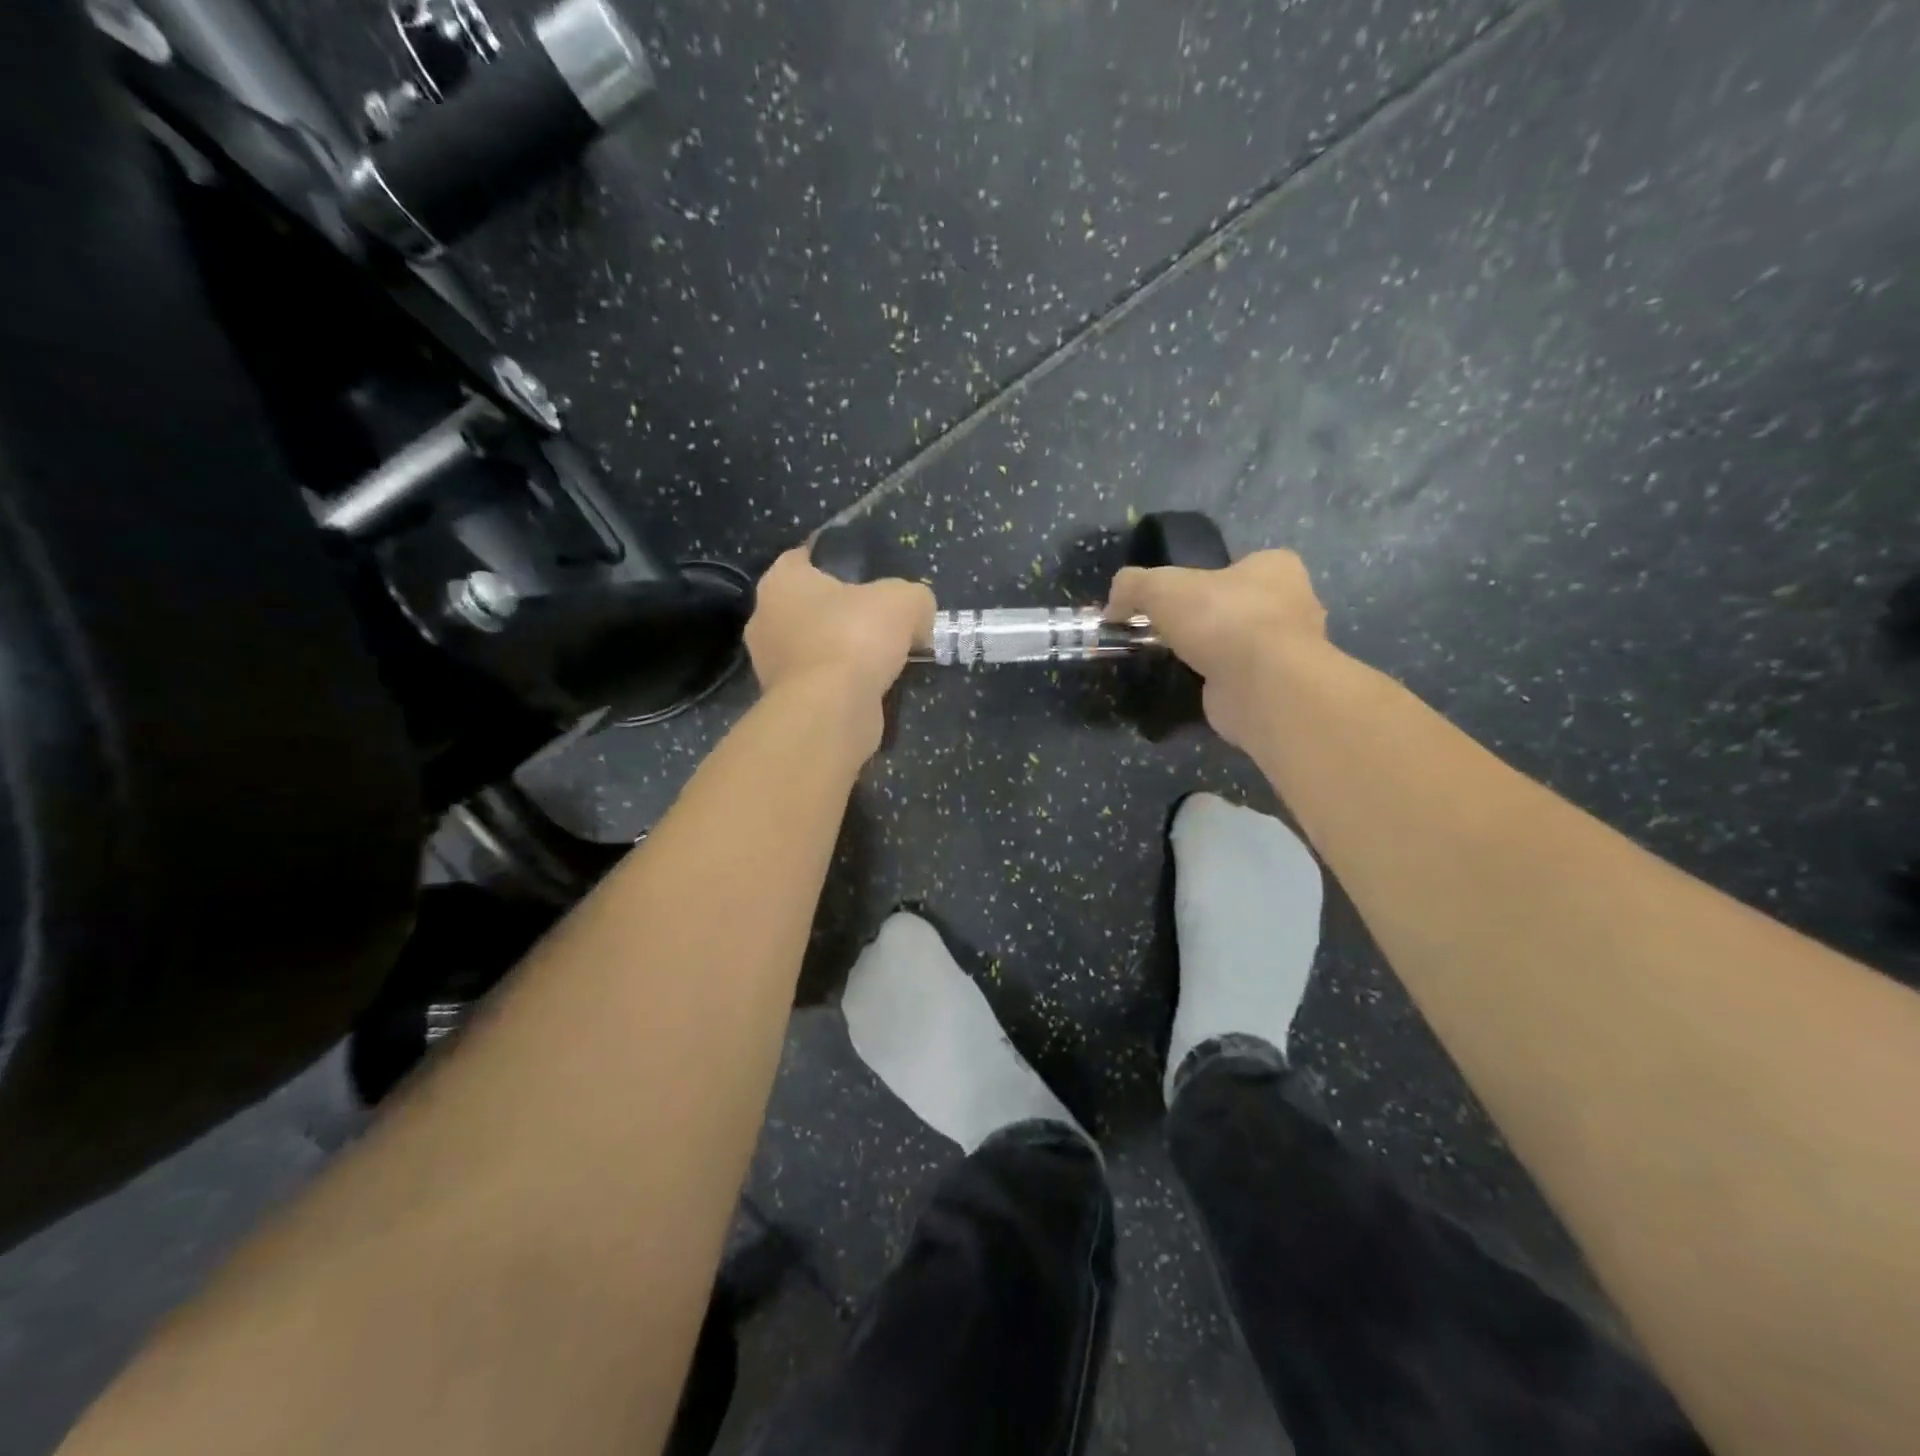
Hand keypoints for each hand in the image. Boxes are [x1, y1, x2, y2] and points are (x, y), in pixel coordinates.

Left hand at [746, 546, 934, 707]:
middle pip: (811, 605)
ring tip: (881, 658)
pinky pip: (818, 680)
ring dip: (842, 652)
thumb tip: (918, 616)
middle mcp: (764, 617)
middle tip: (881, 619)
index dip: (839, 562)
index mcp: (781, 579)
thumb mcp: (905, 601)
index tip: (870, 575)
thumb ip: (914, 598)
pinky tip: (869, 687)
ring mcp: (768, 663)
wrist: (831, 710)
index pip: (807, 556)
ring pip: (814, 646)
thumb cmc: (855, 638)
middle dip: (842, 612)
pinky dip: (839, 683)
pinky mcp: (783, 699)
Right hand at [1105, 550, 1327, 748]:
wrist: (1262, 685)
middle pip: (1240, 606)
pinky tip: (1196, 686)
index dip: (1206, 579)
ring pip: (1242, 644)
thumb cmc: (1221, 619)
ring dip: (1215, 653)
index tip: (1177, 599)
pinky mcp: (1279, 688)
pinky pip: (1242, 678)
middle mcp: (1294, 604)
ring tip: (1177, 661)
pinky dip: (1220, 683)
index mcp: (1276, 568)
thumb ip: (1131, 587)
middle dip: (1209, 619)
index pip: (1240, 565)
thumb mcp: (1159, 588)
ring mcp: (1290, 650)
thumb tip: (1112, 606)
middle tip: (1171, 631)